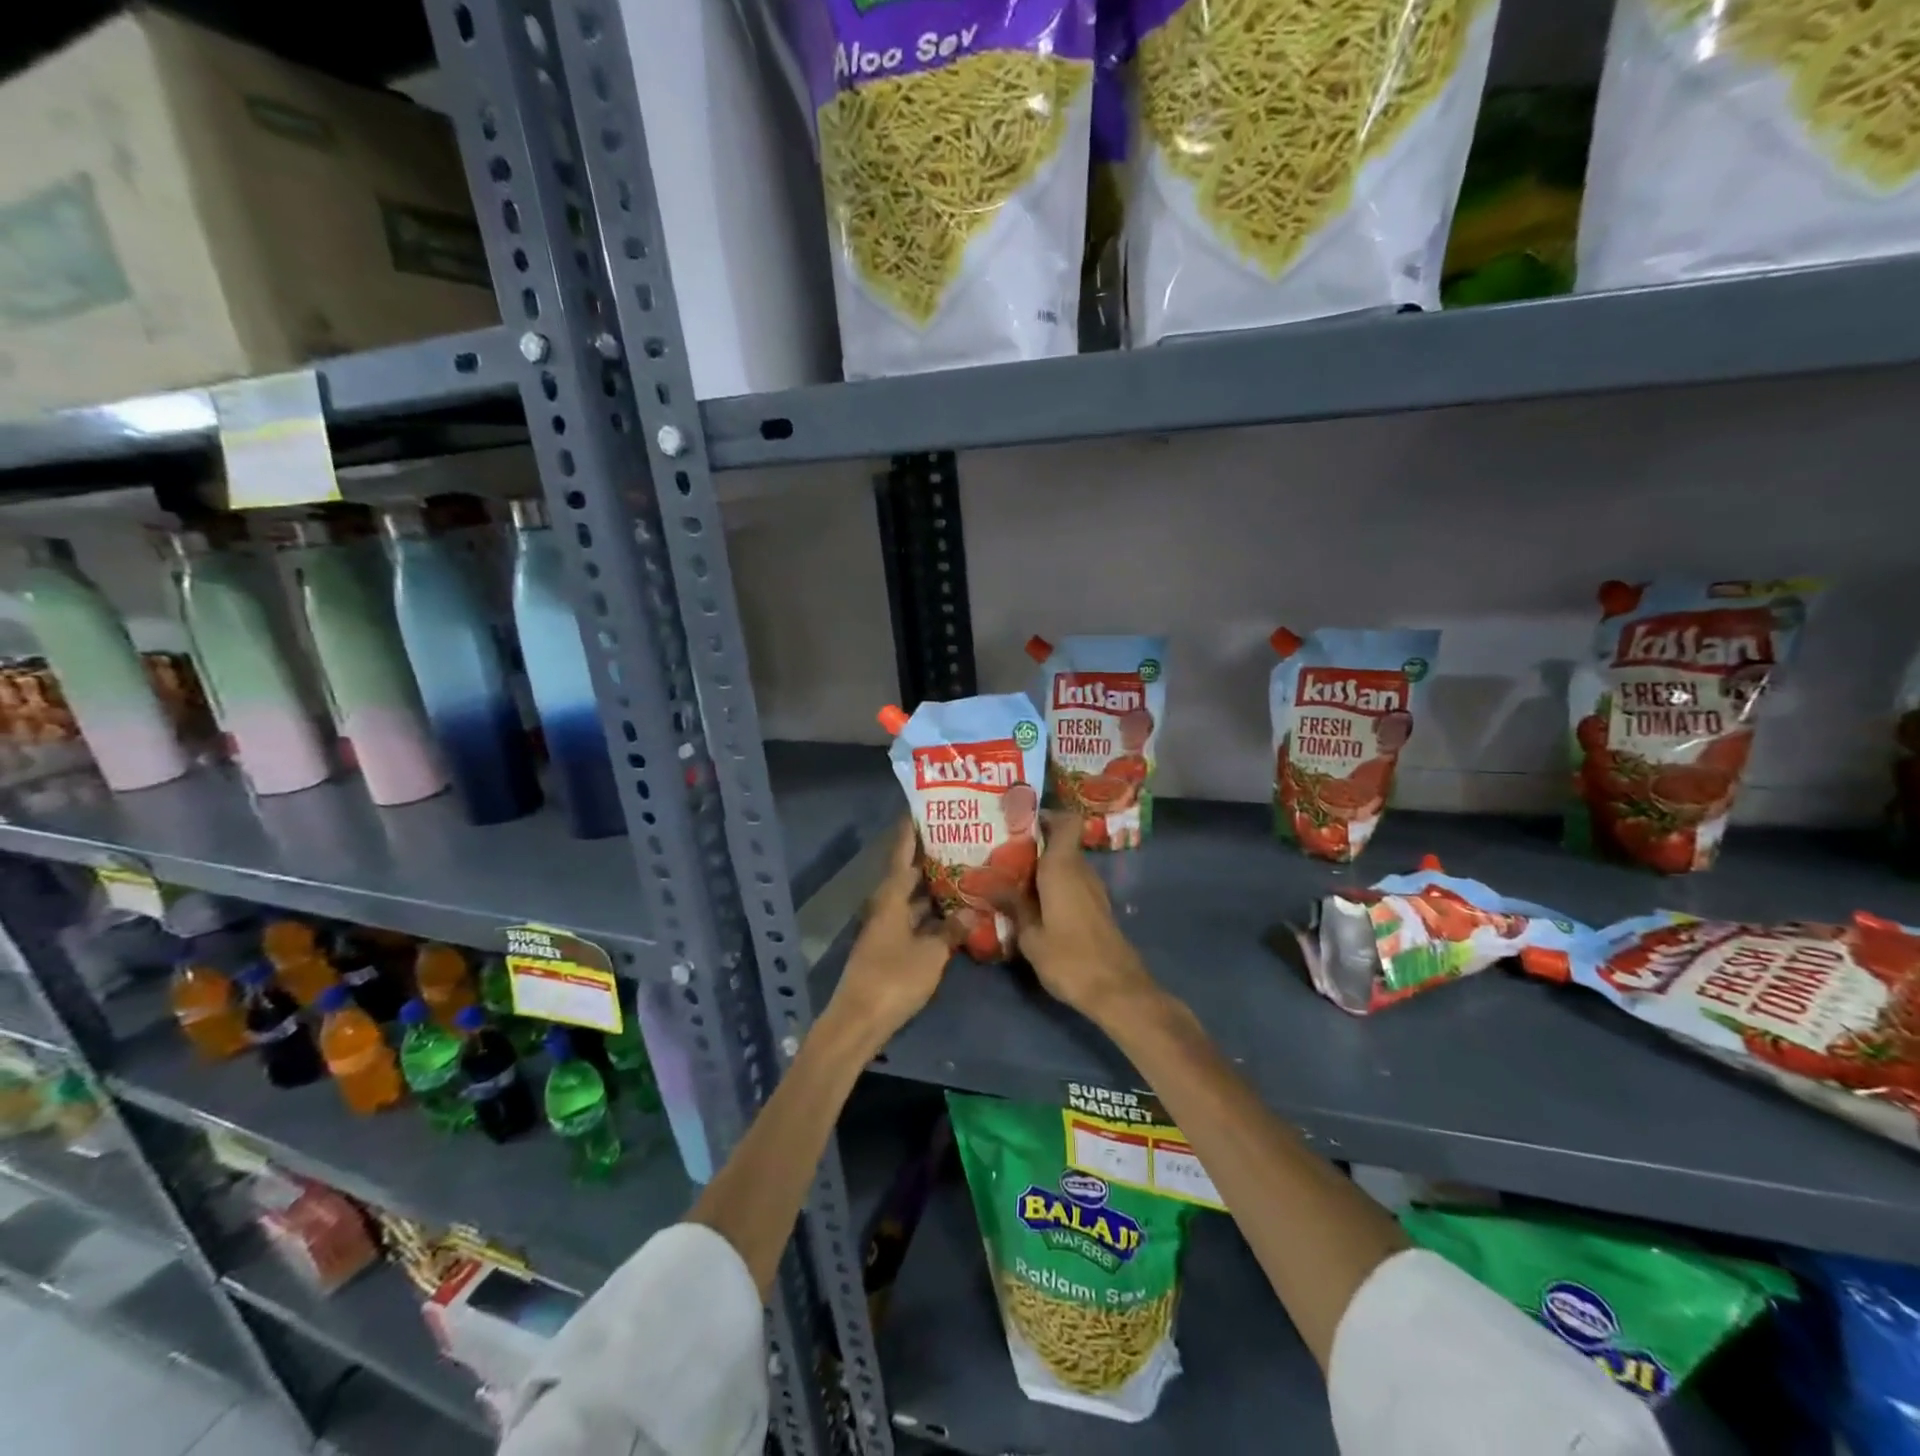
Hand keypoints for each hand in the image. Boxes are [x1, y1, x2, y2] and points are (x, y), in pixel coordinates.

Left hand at [826, 820, 950, 1048]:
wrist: (859, 1019)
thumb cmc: (894, 978)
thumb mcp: (931, 953)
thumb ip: (952, 930)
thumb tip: (973, 912)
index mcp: (890, 896)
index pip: (901, 852)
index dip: (912, 829)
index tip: (926, 807)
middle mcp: (886, 904)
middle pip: (908, 873)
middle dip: (931, 856)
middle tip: (961, 838)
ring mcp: (887, 927)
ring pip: (913, 897)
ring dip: (934, 886)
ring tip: (965, 870)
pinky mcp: (891, 946)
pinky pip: (914, 918)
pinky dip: (932, 912)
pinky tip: (955, 911)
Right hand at [1015, 813, 1157, 1023]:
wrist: (1117, 990)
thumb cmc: (1069, 959)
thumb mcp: (1030, 935)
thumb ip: (1012, 905)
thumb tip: (987, 883)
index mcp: (1063, 867)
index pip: (1065, 821)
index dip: (1045, 815)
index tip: (1018, 822)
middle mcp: (1081, 871)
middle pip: (1060, 842)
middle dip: (1033, 844)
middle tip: (1000, 853)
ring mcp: (1093, 890)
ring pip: (1066, 864)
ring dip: (1042, 867)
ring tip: (1009, 879)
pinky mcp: (1096, 908)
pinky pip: (1072, 883)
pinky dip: (1053, 886)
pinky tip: (1032, 904)